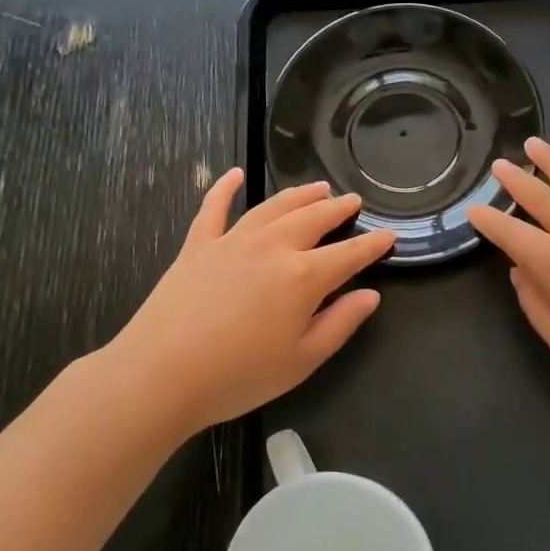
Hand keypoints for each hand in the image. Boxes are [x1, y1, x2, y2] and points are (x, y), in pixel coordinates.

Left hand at [105, 171, 394, 437]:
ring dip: (298, 195)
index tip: (388, 235)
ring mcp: (232, 241)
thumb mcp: (302, 360)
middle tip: (353, 201)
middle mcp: (271, 247)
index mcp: (302, 277)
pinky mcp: (197, 246)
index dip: (372, 245)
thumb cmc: (238, 376)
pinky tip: (234, 174)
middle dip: (337, 209)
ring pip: (273, 207)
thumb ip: (340, 324)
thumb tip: (370, 295)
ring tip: (317, 187)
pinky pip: (213, 208)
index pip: (348, 255)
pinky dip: (224, 188)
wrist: (161, 374)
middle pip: (312, 219)